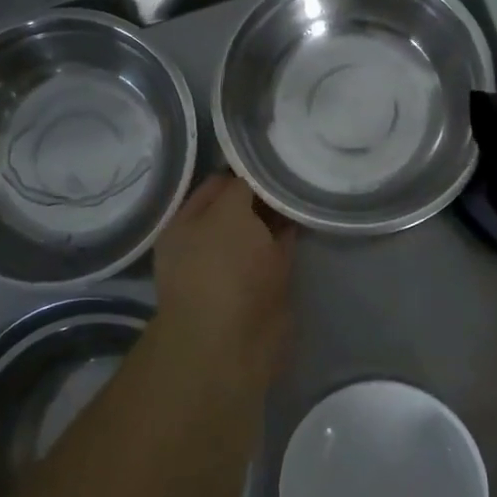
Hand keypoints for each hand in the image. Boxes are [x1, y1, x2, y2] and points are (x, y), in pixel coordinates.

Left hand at [152, 174, 294, 379]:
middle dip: (265, 190)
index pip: (219, 184)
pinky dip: (293, 232)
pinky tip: (309, 212)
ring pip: (263, 228)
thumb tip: (256, 172)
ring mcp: (238, 265)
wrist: (233, 345)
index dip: (245, 168)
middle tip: (296, 164)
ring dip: (281, 211)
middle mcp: (210, 242)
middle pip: (242, 206)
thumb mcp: (227, 214)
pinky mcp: (264, 285)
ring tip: (305, 183)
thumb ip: (242, 188)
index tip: (274, 151)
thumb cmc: (219, 271)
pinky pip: (280, 248)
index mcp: (187, 224)